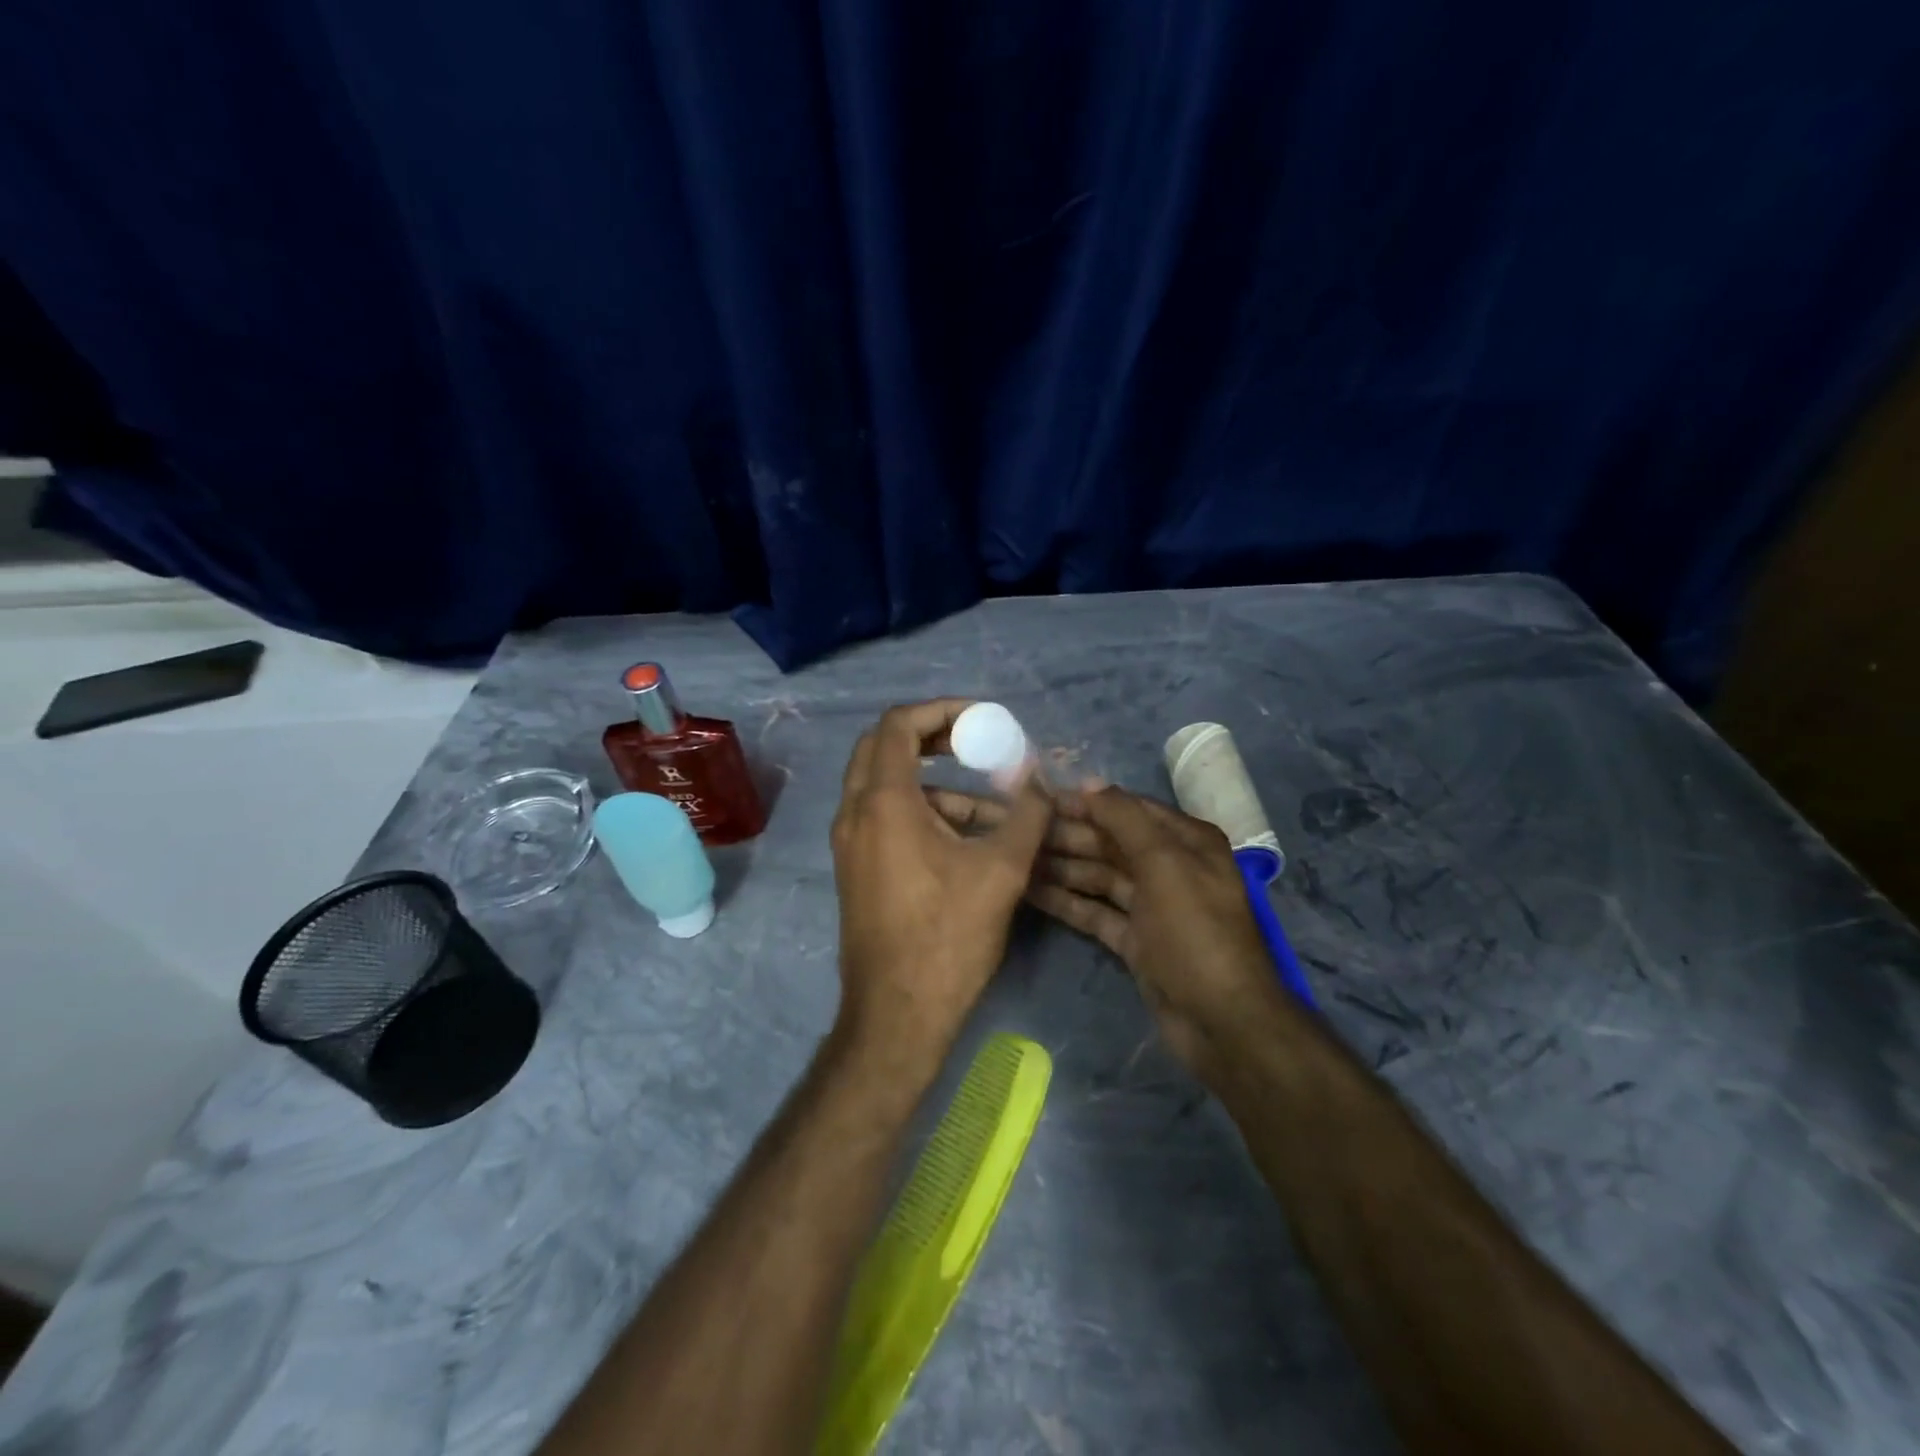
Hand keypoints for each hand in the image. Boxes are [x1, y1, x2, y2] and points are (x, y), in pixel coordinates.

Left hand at [831, 700, 1052, 1065]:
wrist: (897, 1014)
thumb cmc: (947, 936)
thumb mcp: (1001, 870)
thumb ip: (1026, 814)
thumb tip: (1041, 781)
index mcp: (883, 802)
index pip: (898, 724)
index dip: (941, 710)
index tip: (982, 719)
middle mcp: (855, 814)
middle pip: (883, 747)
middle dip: (933, 738)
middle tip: (976, 742)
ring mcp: (851, 844)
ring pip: (888, 788)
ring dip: (938, 785)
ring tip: (995, 806)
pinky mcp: (858, 869)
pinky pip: (887, 819)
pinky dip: (925, 813)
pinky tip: (971, 840)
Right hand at [930, 782, 1282, 1078]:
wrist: (1221, 1020)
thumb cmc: (1195, 931)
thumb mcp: (1163, 863)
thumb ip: (1124, 818)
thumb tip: (1089, 783)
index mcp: (1186, 841)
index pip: (1127, 809)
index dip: (1085, 802)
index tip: (1039, 798)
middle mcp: (1170, 867)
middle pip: (1110, 843)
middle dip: (1068, 836)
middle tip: (1018, 832)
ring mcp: (1152, 906)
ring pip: (1099, 877)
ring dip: (1062, 868)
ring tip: (1016, 859)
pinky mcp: (1136, 940)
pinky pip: (1096, 911)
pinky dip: (1068, 901)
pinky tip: (1031, 892)